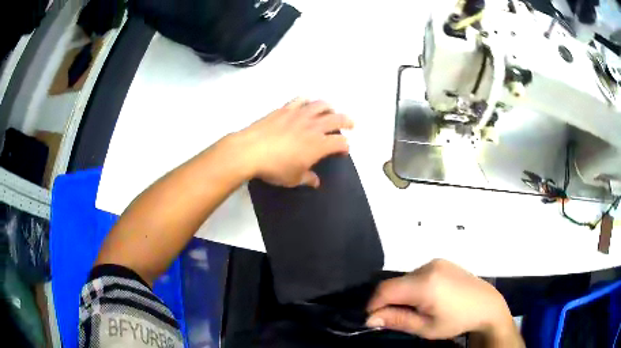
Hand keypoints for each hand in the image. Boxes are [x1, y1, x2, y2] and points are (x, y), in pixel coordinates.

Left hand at [233, 98, 353, 187]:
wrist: (250, 151)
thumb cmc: (275, 168)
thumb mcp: (293, 179)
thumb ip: (307, 179)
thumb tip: (316, 182)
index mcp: (319, 145)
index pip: (340, 142)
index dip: (345, 147)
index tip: (343, 151)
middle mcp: (313, 126)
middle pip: (337, 119)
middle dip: (347, 121)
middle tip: (351, 124)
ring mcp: (299, 115)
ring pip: (321, 105)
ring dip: (330, 108)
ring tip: (331, 110)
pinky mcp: (285, 109)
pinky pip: (300, 100)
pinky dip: (307, 100)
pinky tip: (307, 103)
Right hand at [366, 259, 522, 346]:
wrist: (487, 305)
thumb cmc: (457, 320)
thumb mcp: (426, 327)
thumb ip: (397, 320)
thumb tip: (370, 319)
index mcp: (425, 284)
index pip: (385, 290)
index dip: (374, 304)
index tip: (374, 320)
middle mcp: (428, 266)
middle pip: (395, 283)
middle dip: (389, 301)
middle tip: (397, 318)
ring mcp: (436, 262)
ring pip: (405, 279)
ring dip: (401, 294)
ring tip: (415, 309)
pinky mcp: (442, 262)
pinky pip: (417, 274)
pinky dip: (413, 287)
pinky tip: (426, 298)